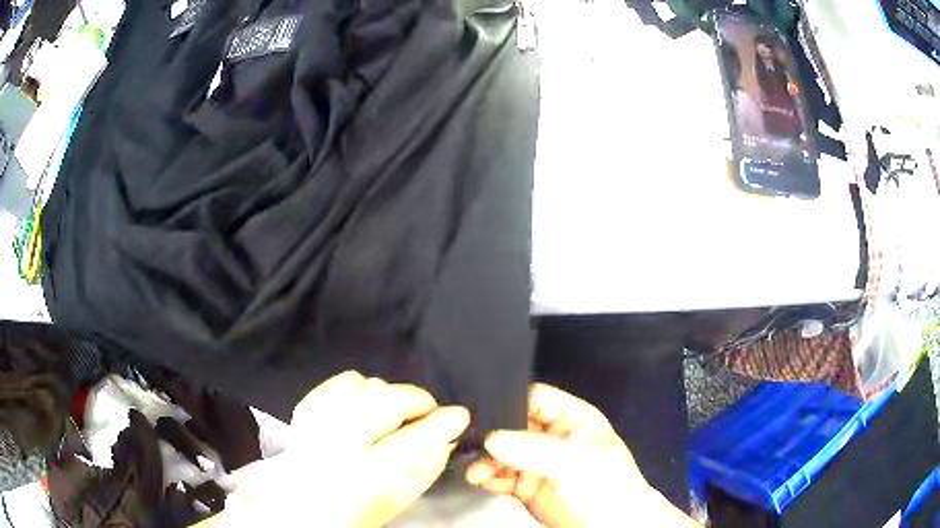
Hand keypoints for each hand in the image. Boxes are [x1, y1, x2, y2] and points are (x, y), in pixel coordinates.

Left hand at [197, 371, 469, 527]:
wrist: (301, 508)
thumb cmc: (357, 511)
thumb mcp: (399, 501)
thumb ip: (427, 467)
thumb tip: (447, 436)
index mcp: (364, 477)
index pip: (411, 442)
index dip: (442, 423)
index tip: (460, 415)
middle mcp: (336, 445)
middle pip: (384, 402)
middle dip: (416, 399)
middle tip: (428, 410)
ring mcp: (316, 423)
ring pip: (364, 385)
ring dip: (389, 395)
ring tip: (395, 414)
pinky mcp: (304, 410)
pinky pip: (340, 381)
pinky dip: (361, 386)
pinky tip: (366, 404)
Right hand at [465, 383, 697, 526]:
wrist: (610, 526)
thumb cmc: (612, 488)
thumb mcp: (578, 461)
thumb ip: (536, 449)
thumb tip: (497, 438)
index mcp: (572, 418)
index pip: (535, 398)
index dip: (511, 403)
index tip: (488, 417)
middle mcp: (552, 437)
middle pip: (513, 425)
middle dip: (493, 435)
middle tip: (477, 445)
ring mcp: (538, 462)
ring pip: (503, 452)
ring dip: (487, 459)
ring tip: (479, 470)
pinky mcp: (527, 484)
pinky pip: (500, 475)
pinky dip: (488, 477)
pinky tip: (484, 480)